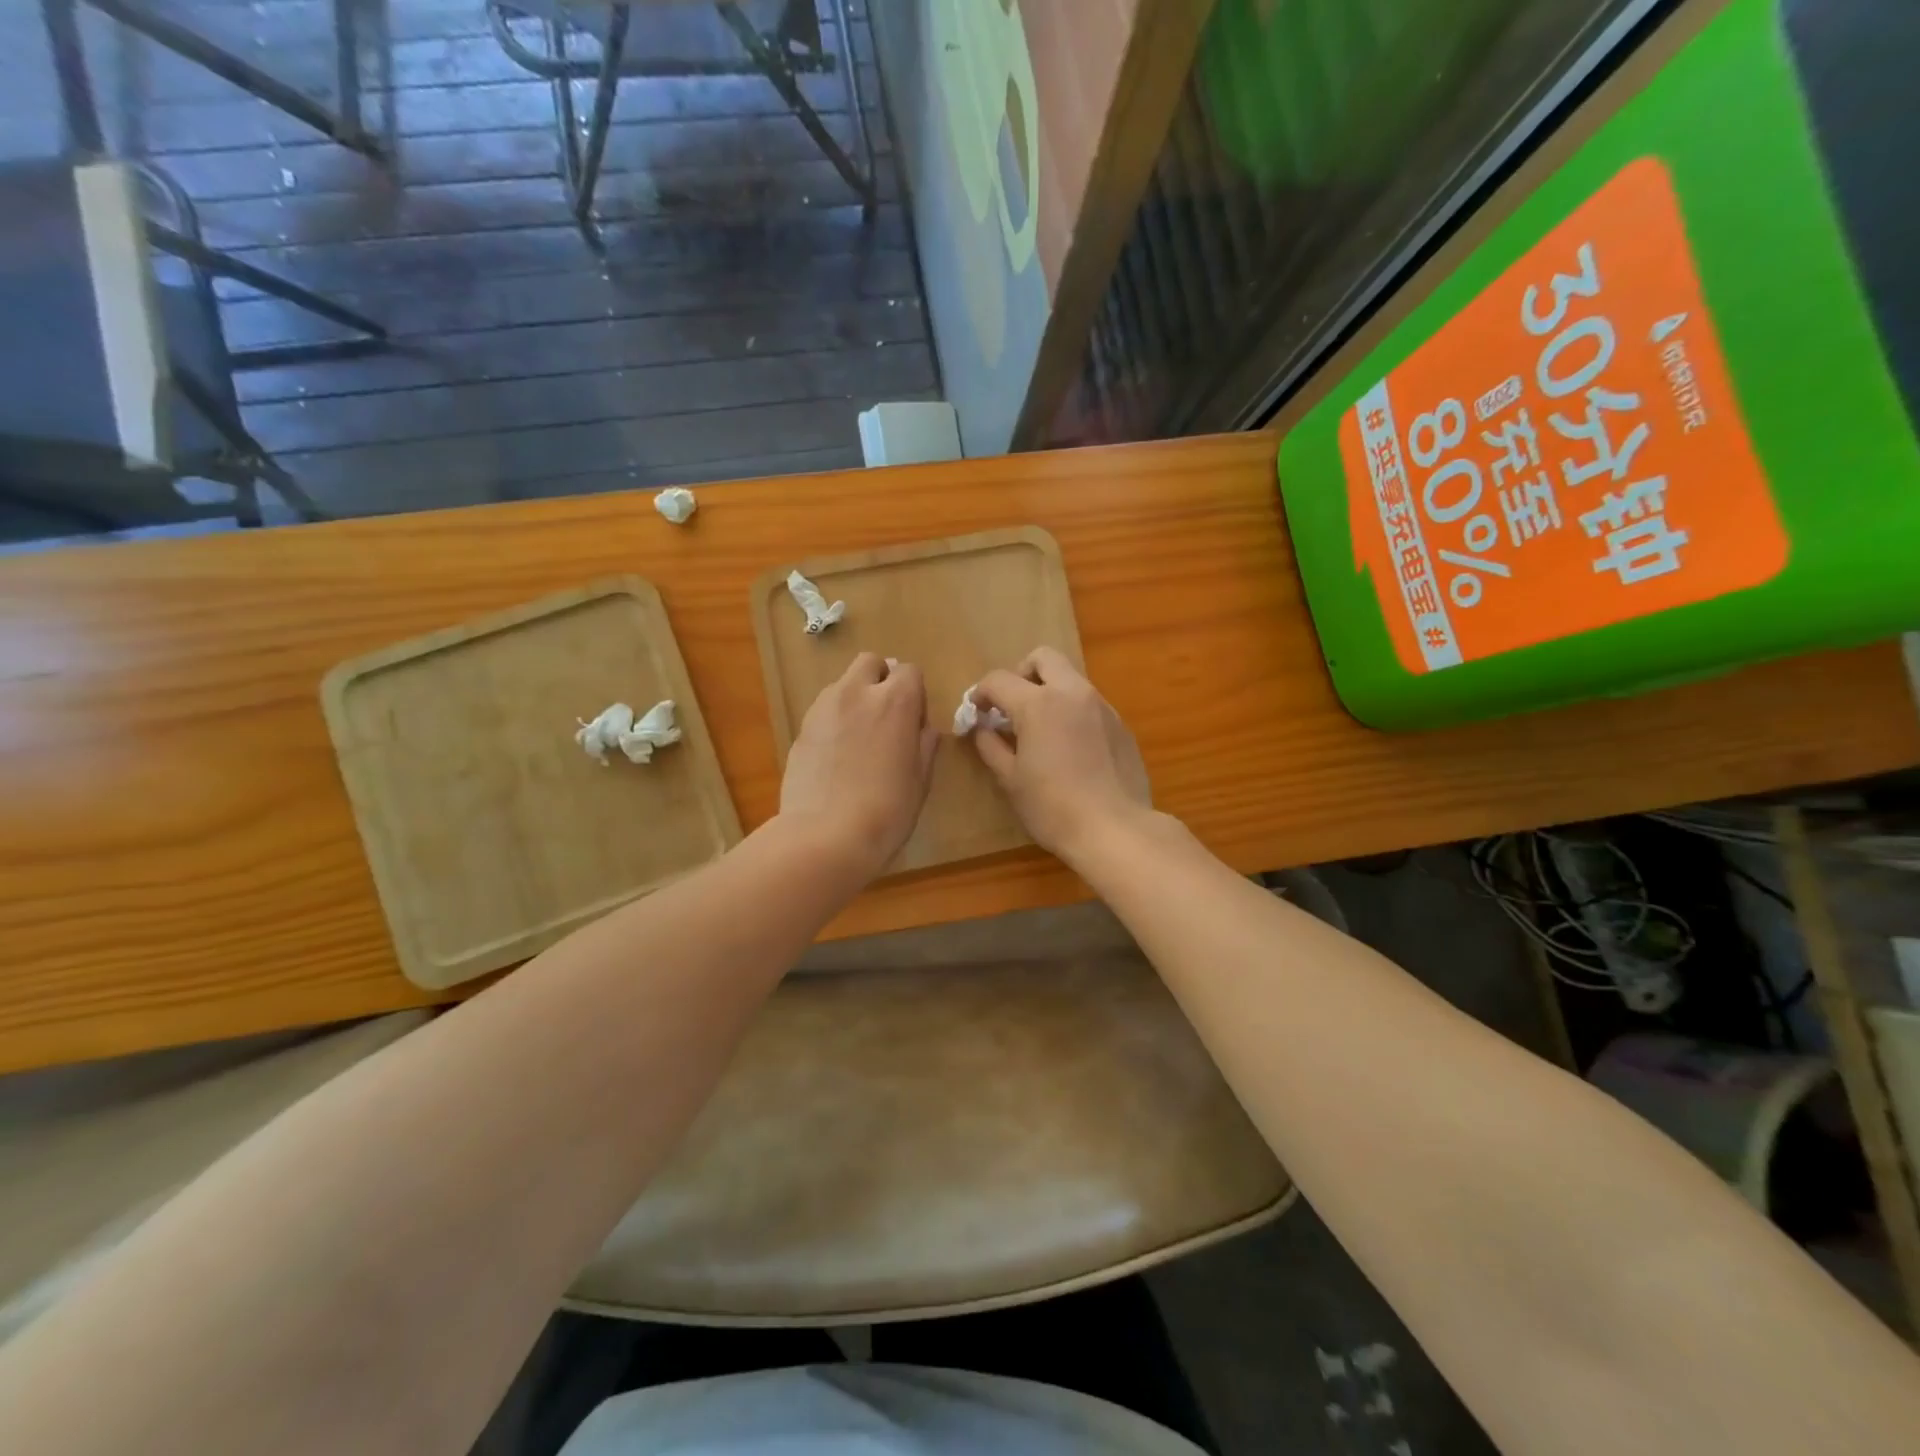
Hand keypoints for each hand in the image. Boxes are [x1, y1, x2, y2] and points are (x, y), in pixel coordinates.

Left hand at [780, 653, 938, 876]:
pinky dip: (835, 721)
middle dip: (881, 680)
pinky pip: (824, 710)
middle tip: (886, 717)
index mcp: (895, 701)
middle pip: (871, 663)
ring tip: (859, 739)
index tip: (914, 724)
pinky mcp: (801, 728)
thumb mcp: (921, 780)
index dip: (915, 695)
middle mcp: (857, 692)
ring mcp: (824, 708)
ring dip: (855, 699)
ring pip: (843, 684)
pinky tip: (837, 756)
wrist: (825, 835)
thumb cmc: (887, 810)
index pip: (909, 671)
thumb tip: (922, 729)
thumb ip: (925, 745)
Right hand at [968, 647, 1153, 862]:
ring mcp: (1102, 707)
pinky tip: (1071, 749)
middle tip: (1012, 706)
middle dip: (1022, 673)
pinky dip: (1073, 713)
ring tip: (1042, 730)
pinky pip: (1090, 705)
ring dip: (1050, 692)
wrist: (1115, 829)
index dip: (980, 693)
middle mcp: (1072, 693)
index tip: (976, 713)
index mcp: (1038, 704)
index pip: (999, 680)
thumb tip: (982, 729)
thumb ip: (991, 746)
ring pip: (1071, 679)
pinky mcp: (1121, 725)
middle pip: (1043, 658)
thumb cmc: (1053, 807)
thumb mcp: (1010, 780)